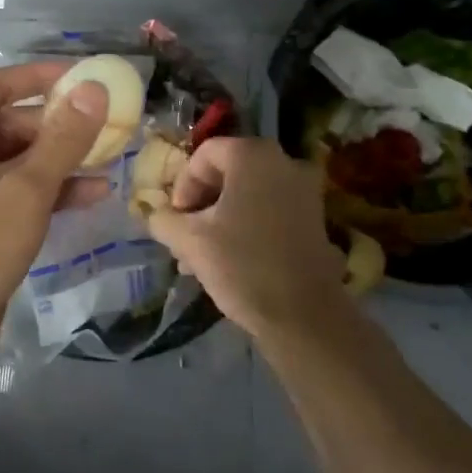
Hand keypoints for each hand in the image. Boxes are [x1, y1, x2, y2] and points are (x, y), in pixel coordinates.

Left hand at [0, 61, 112, 369]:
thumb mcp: (26, 187)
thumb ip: (64, 137)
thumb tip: (94, 88)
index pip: (1, 84)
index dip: (44, 77)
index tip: (87, 78)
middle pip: (15, 121)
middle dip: (62, 124)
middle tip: (112, 125)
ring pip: (23, 158)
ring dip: (64, 158)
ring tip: (113, 158)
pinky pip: (21, 190)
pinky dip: (53, 189)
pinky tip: (95, 193)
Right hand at [145, 137, 345, 339]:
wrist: (305, 317)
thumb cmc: (243, 265)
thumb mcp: (190, 241)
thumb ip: (164, 220)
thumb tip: (157, 216)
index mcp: (253, 156)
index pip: (204, 155)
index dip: (182, 185)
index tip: (176, 220)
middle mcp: (284, 162)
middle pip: (226, 174)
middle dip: (200, 206)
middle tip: (184, 238)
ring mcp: (304, 191)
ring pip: (247, 195)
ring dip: (219, 219)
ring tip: (200, 258)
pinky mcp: (314, 220)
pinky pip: (268, 211)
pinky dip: (246, 227)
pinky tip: (229, 261)